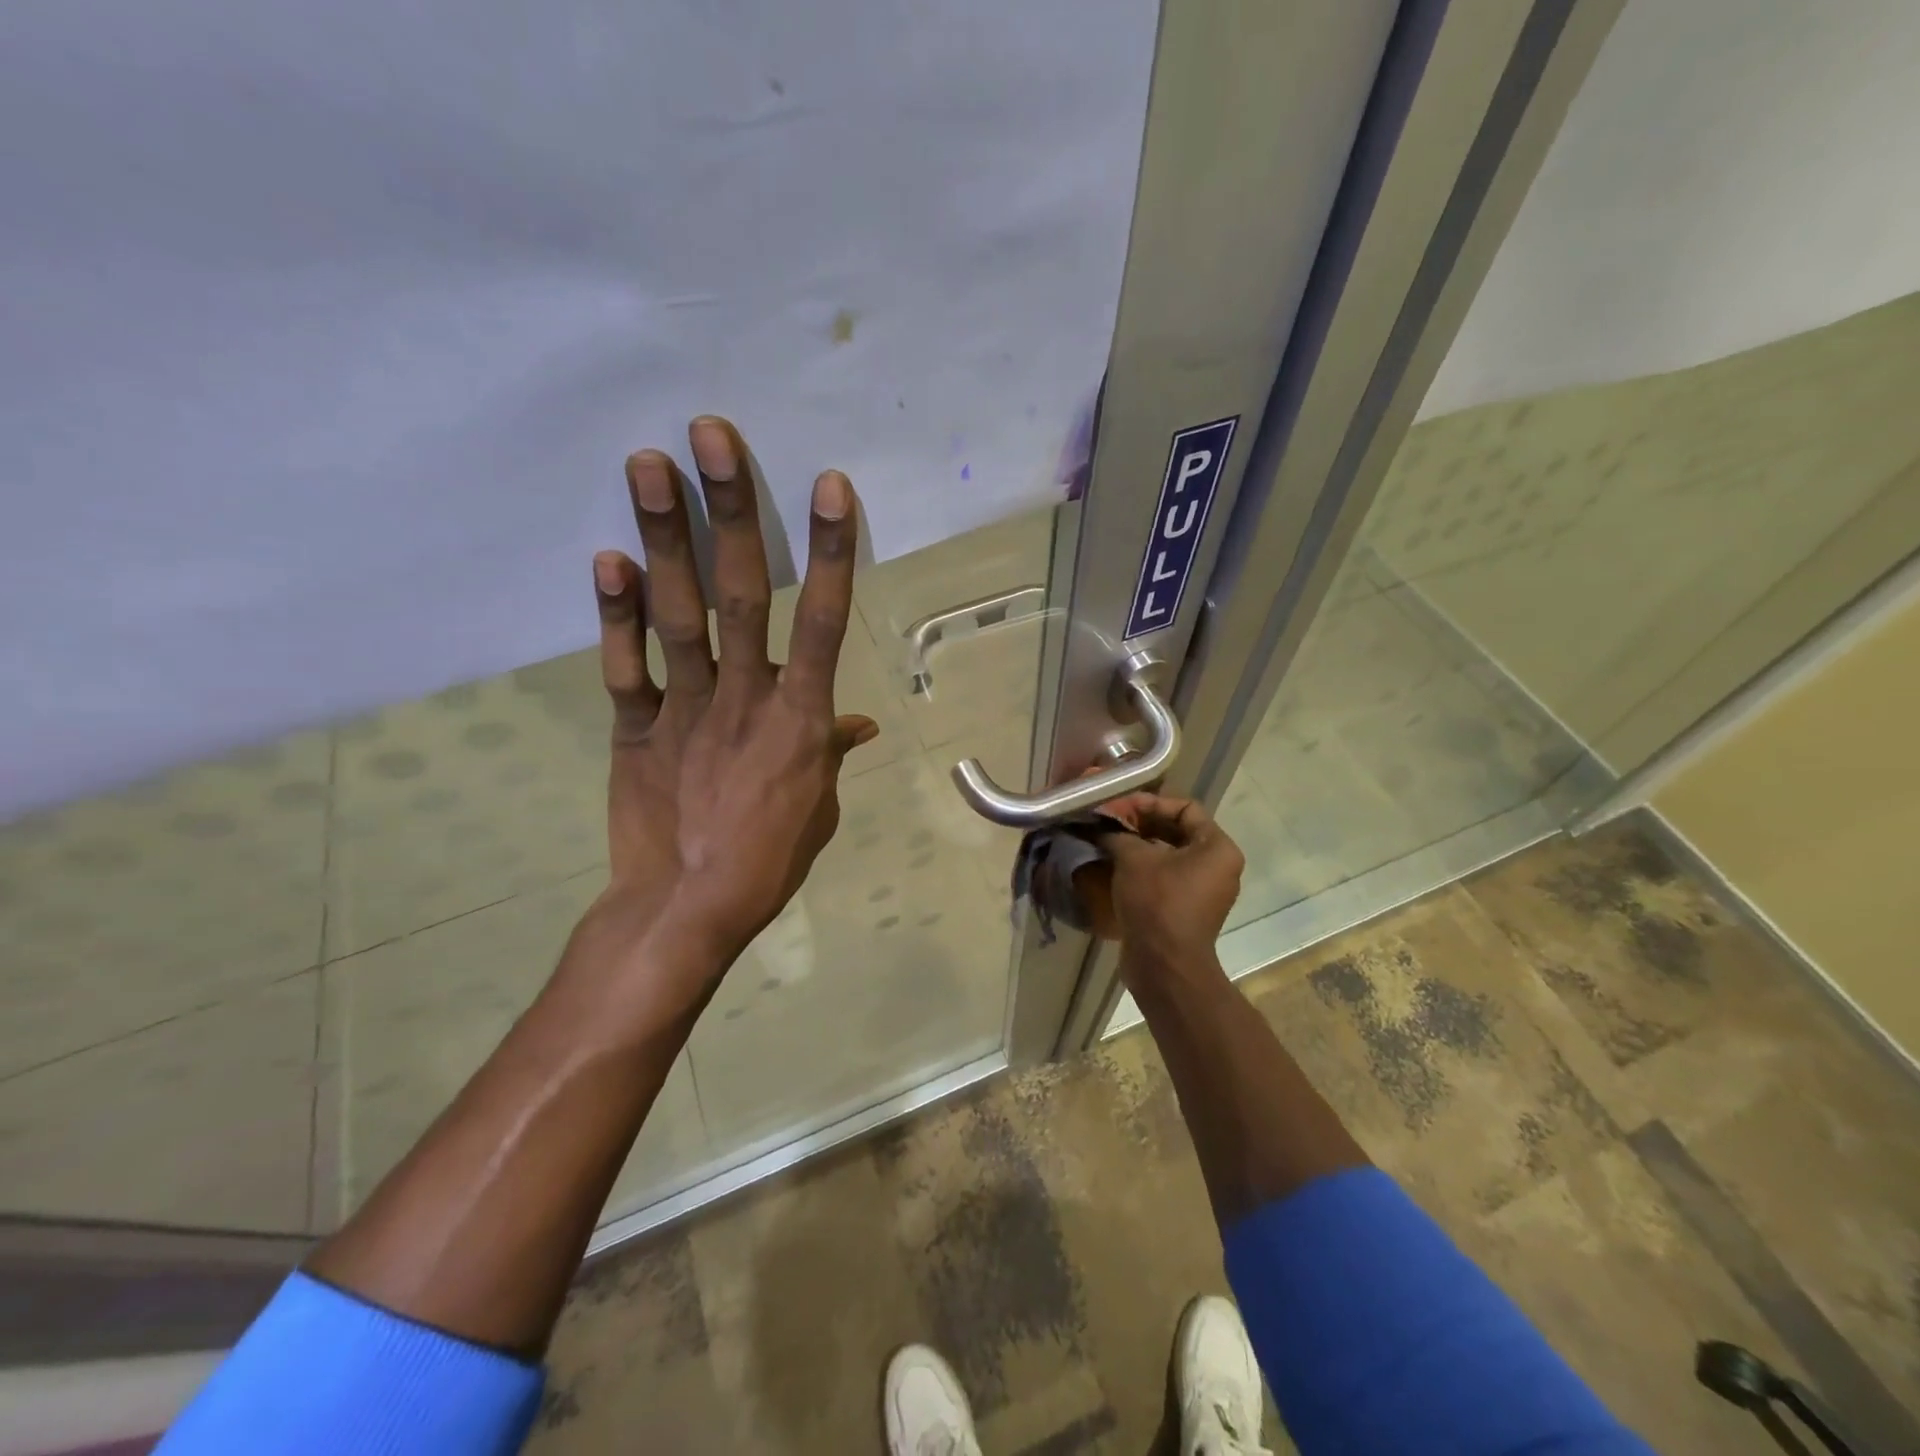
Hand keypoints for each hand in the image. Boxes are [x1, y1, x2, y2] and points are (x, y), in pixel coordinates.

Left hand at [570, 416, 877, 1028]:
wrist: (688, 908)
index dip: (828, 551)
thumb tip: (858, 721)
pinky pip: (626, 667)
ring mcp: (686, 709)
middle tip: (711, 434)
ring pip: (678, 614)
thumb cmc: (768, 859)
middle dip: (730, 510)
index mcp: (800, 718)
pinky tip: (604, 557)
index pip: (822, 621)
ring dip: (664, 535)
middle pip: (740, 593)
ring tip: (649, 462)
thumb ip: (830, 751)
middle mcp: (745, 697)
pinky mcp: (636, 729)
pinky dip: (613, 615)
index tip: (828, 484)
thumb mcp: (818, 805)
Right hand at [1087, 794, 1243, 978]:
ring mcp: (1204, 891)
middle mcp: (1218, 867)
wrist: (1164, 965)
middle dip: (1141, 823)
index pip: (1185, 808)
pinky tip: (1113, 866)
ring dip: (1138, 846)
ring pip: (1169, 855)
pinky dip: (1142, 869)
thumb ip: (1117, 833)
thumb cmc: (1157, 902)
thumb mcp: (1133, 858)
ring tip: (1107, 841)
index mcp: (1217, 848)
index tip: (1119, 807)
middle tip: (1109, 822)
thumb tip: (1100, 825)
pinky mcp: (1187, 910)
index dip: (1150, 802)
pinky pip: (1165, 878)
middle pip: (1177, 831)